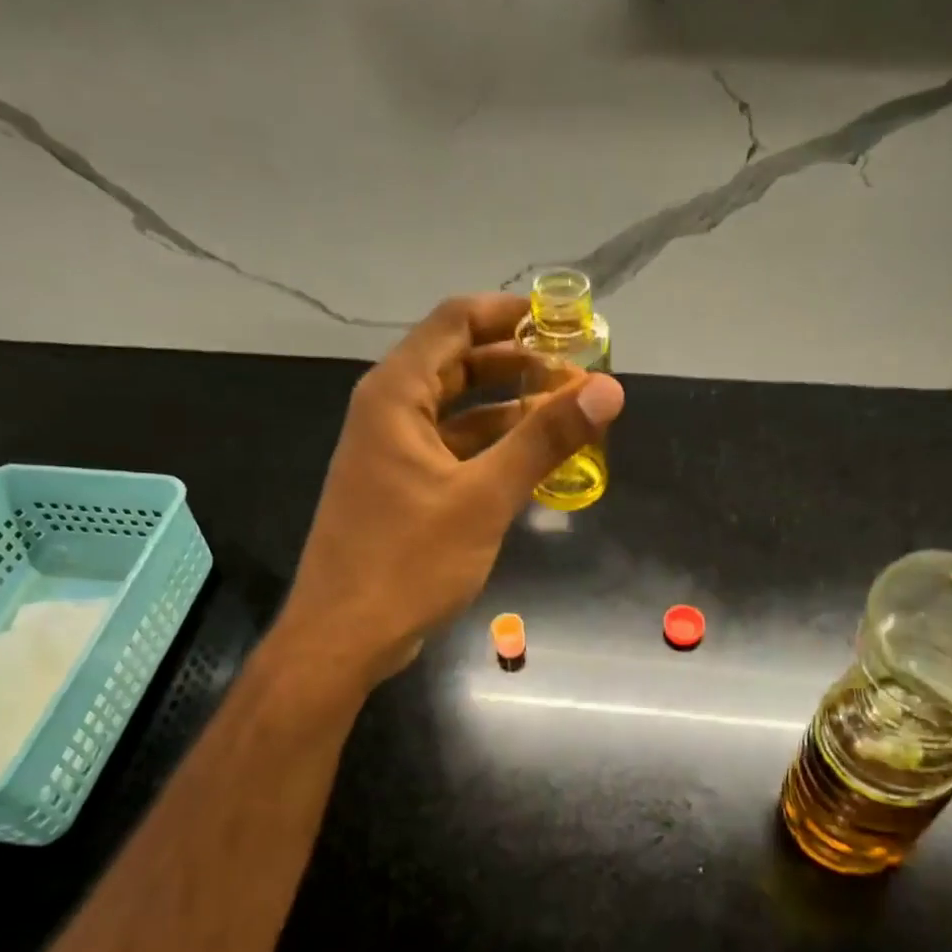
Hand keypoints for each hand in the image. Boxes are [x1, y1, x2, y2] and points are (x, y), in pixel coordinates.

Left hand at [276, 293, 623, 686]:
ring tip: (567, 415)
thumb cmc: (408, 561)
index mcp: (396, 395)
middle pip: (457, 363)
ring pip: (457, 411)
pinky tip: (532, 461)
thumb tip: (608, 389)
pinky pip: (452, 450)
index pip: (455, 322)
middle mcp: (388, 412)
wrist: (343, 637)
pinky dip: (491, 448)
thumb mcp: (485, 497)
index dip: (510, 314)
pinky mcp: (400, 488)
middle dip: (518, 363)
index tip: (563, 321)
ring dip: (509, 409)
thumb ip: (545, 440)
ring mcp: (392, 452)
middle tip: (576, 373)